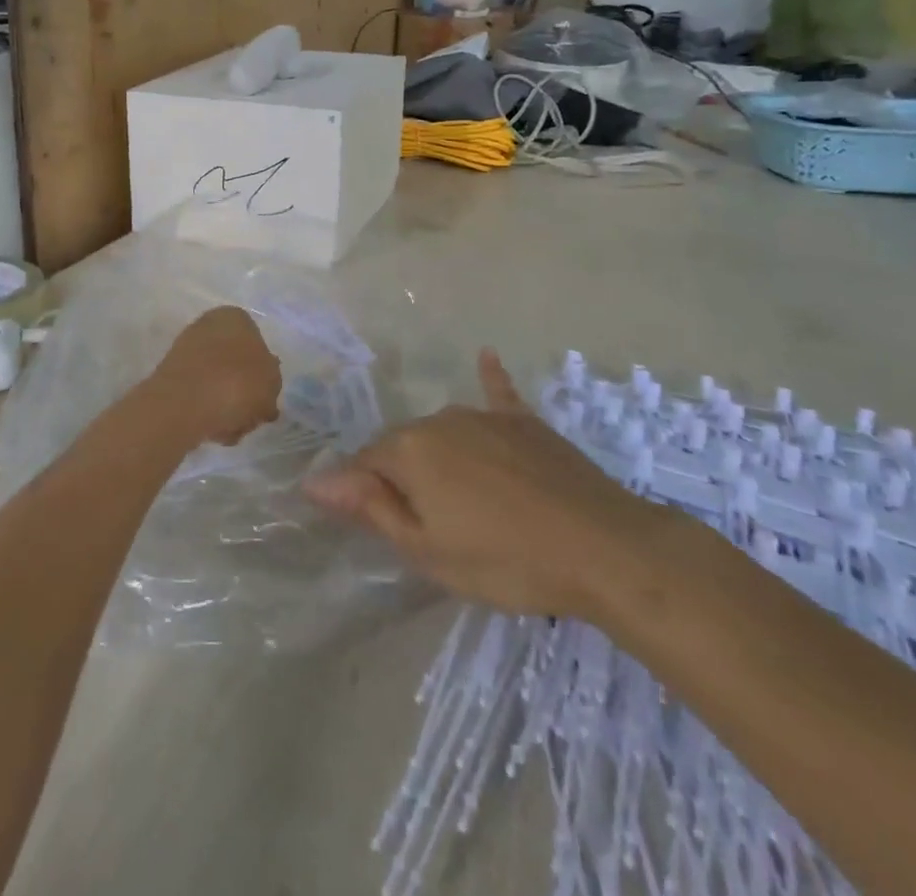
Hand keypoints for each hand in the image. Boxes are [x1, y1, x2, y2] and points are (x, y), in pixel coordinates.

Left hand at [144, 306, 281, 449]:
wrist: (185, 404)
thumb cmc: (237, 383)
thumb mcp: (272, 382)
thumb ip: (272, 381)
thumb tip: (262, 385)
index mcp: (235, 317)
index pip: (257, 344)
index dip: (264, 374)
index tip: (266, 396)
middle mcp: (208, 327)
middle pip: (236, 367)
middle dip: (245, 395)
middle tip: (252, 417)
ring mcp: (186, 352)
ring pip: (219, 385)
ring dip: (229, 409)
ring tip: (232, 430)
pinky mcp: (171, 378)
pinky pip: (199, 397)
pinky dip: (208, 414)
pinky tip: (213, 432)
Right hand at [303, 349, 661, 619]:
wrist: (603, 548)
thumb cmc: (505, 560)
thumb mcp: (426, 550)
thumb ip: (368, 507)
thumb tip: (313, 481)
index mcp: (409, 450)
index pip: (364, 463)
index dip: (365, 494)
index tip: (379, 526)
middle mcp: (439, 419)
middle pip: (403, 446)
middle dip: (403, 478)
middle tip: (431, 527)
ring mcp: (483, 415)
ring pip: (442, 431)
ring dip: (438, 457)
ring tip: (460, 498)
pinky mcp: (524, 422)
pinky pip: (498, 394)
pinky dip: (489, 378)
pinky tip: (486, 356)